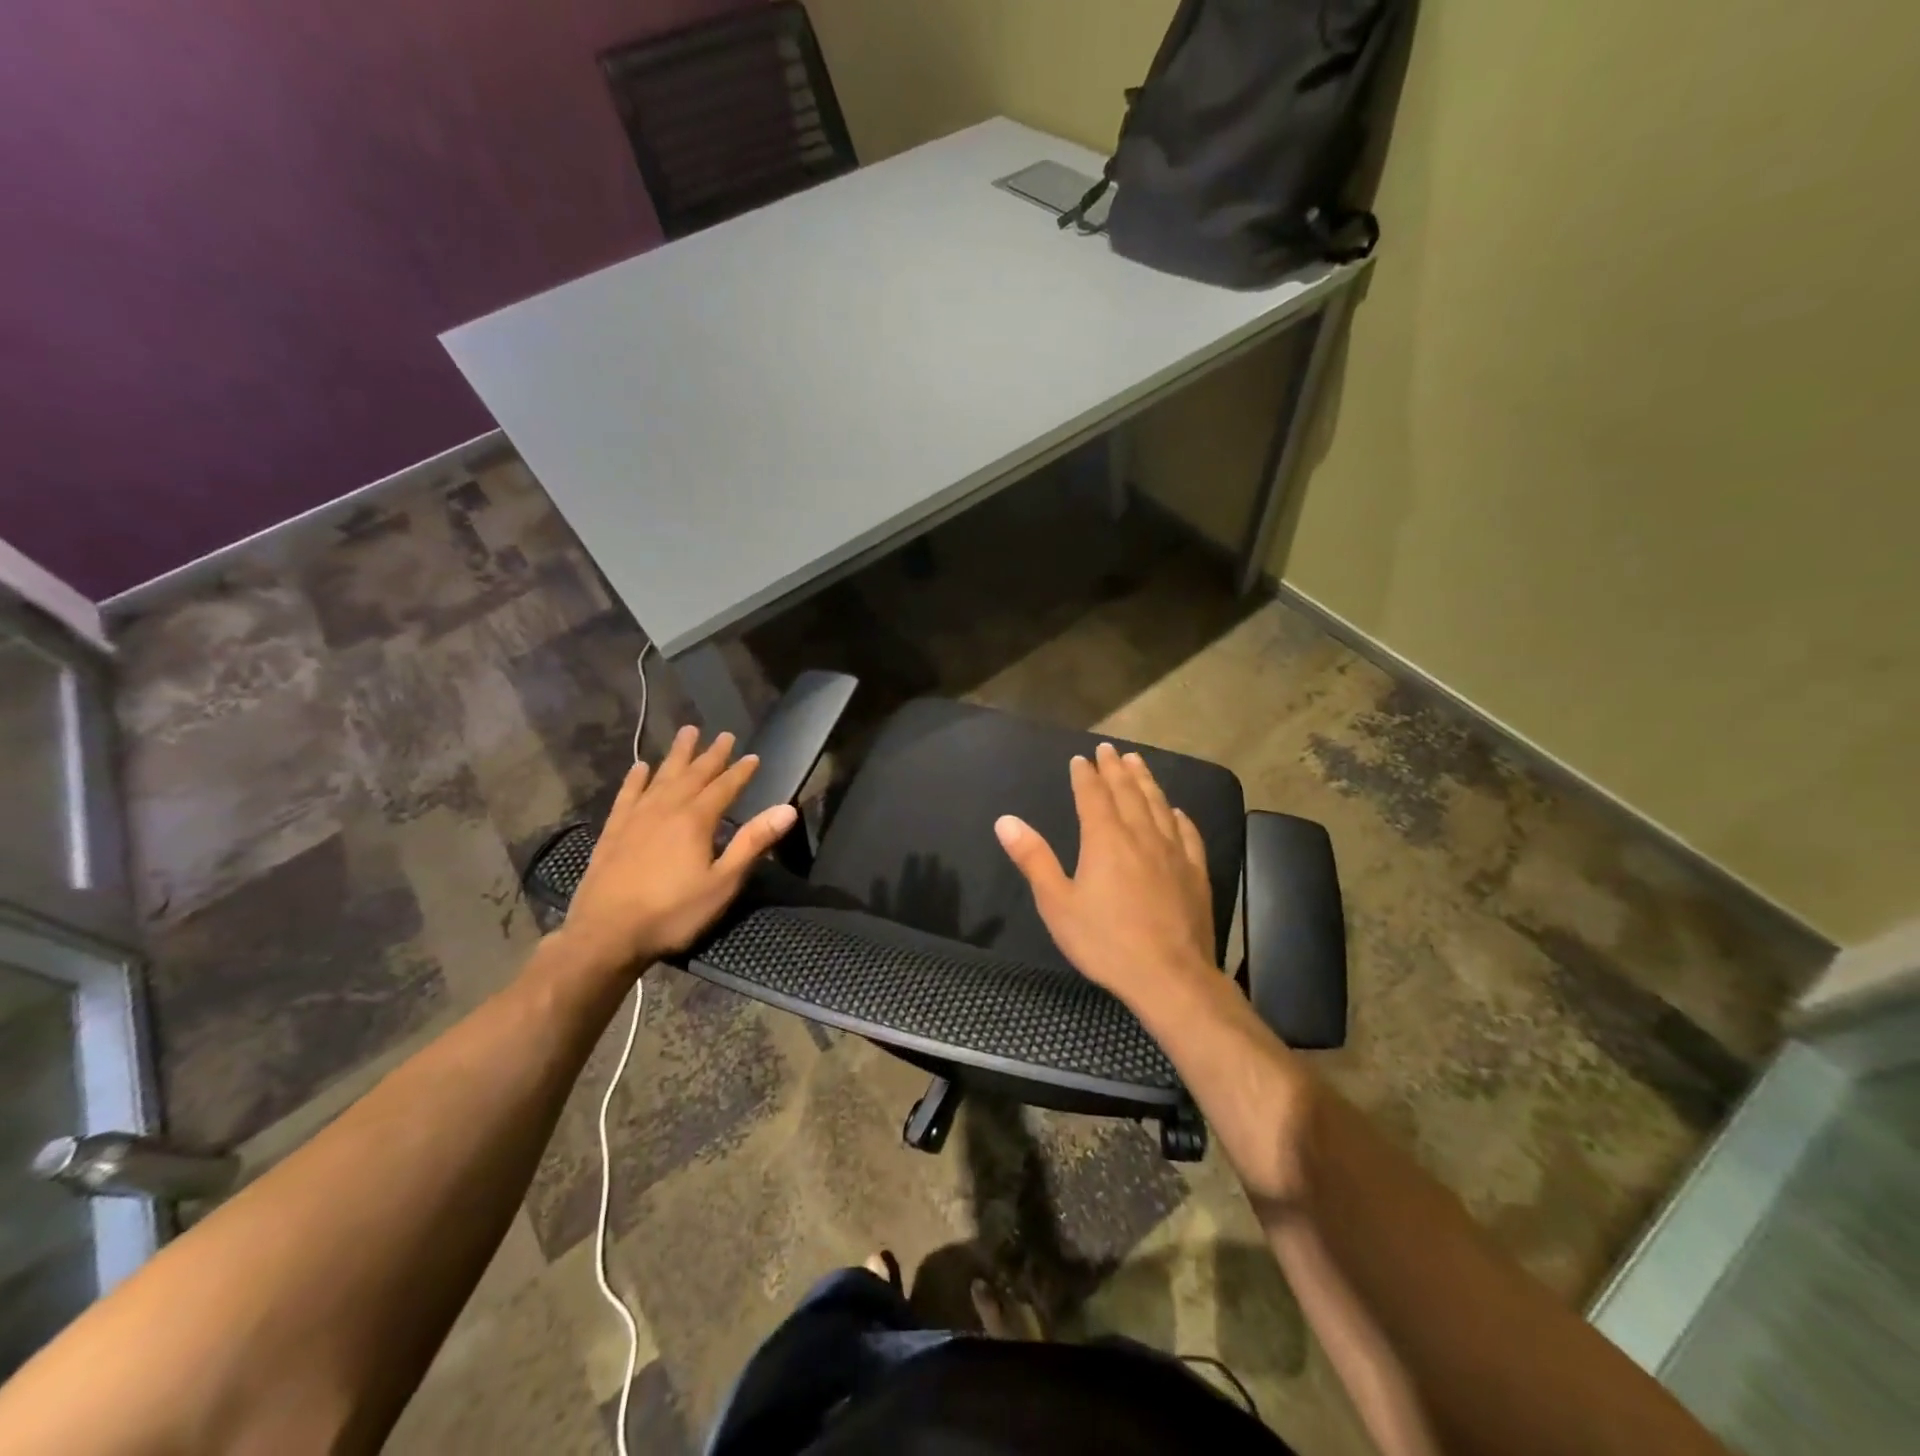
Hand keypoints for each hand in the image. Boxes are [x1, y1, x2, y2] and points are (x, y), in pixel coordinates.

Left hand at [555, 725, 797, 978]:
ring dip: (677, 755)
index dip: (741, 772)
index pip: (724, 787)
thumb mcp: (723, 883)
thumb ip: (753, 843)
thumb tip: (787, 809)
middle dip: (711, 755)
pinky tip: (640, 767)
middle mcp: (666, 809)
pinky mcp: (613, 831)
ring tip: (687, 732)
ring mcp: (636, 818)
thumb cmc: (673, 913)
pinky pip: (627, 795)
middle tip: (724, 734)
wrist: (605, 935)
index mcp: (696, 820)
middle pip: (693, 774)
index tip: (754, 756)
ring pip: (661, 777)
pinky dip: (636, 779)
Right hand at [994, 742, 1216, 1007]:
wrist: (1170, 976)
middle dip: (1116, 768)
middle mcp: (1141, 835)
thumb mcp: (1057, 903)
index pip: (1093, 795)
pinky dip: (1178, 816)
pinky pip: (1187, 833)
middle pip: (1128, 792)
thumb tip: (1005, 821)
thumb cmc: (1106, 941)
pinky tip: (1176, 811)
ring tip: (1138, 763)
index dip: (1085, 775)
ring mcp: (1173, 852)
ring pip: (1158, 804)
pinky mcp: (1195, 872)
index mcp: (1105, 839)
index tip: (1080, 758)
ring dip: (1146, 781)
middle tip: (1109, 749)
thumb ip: (1033, 859)